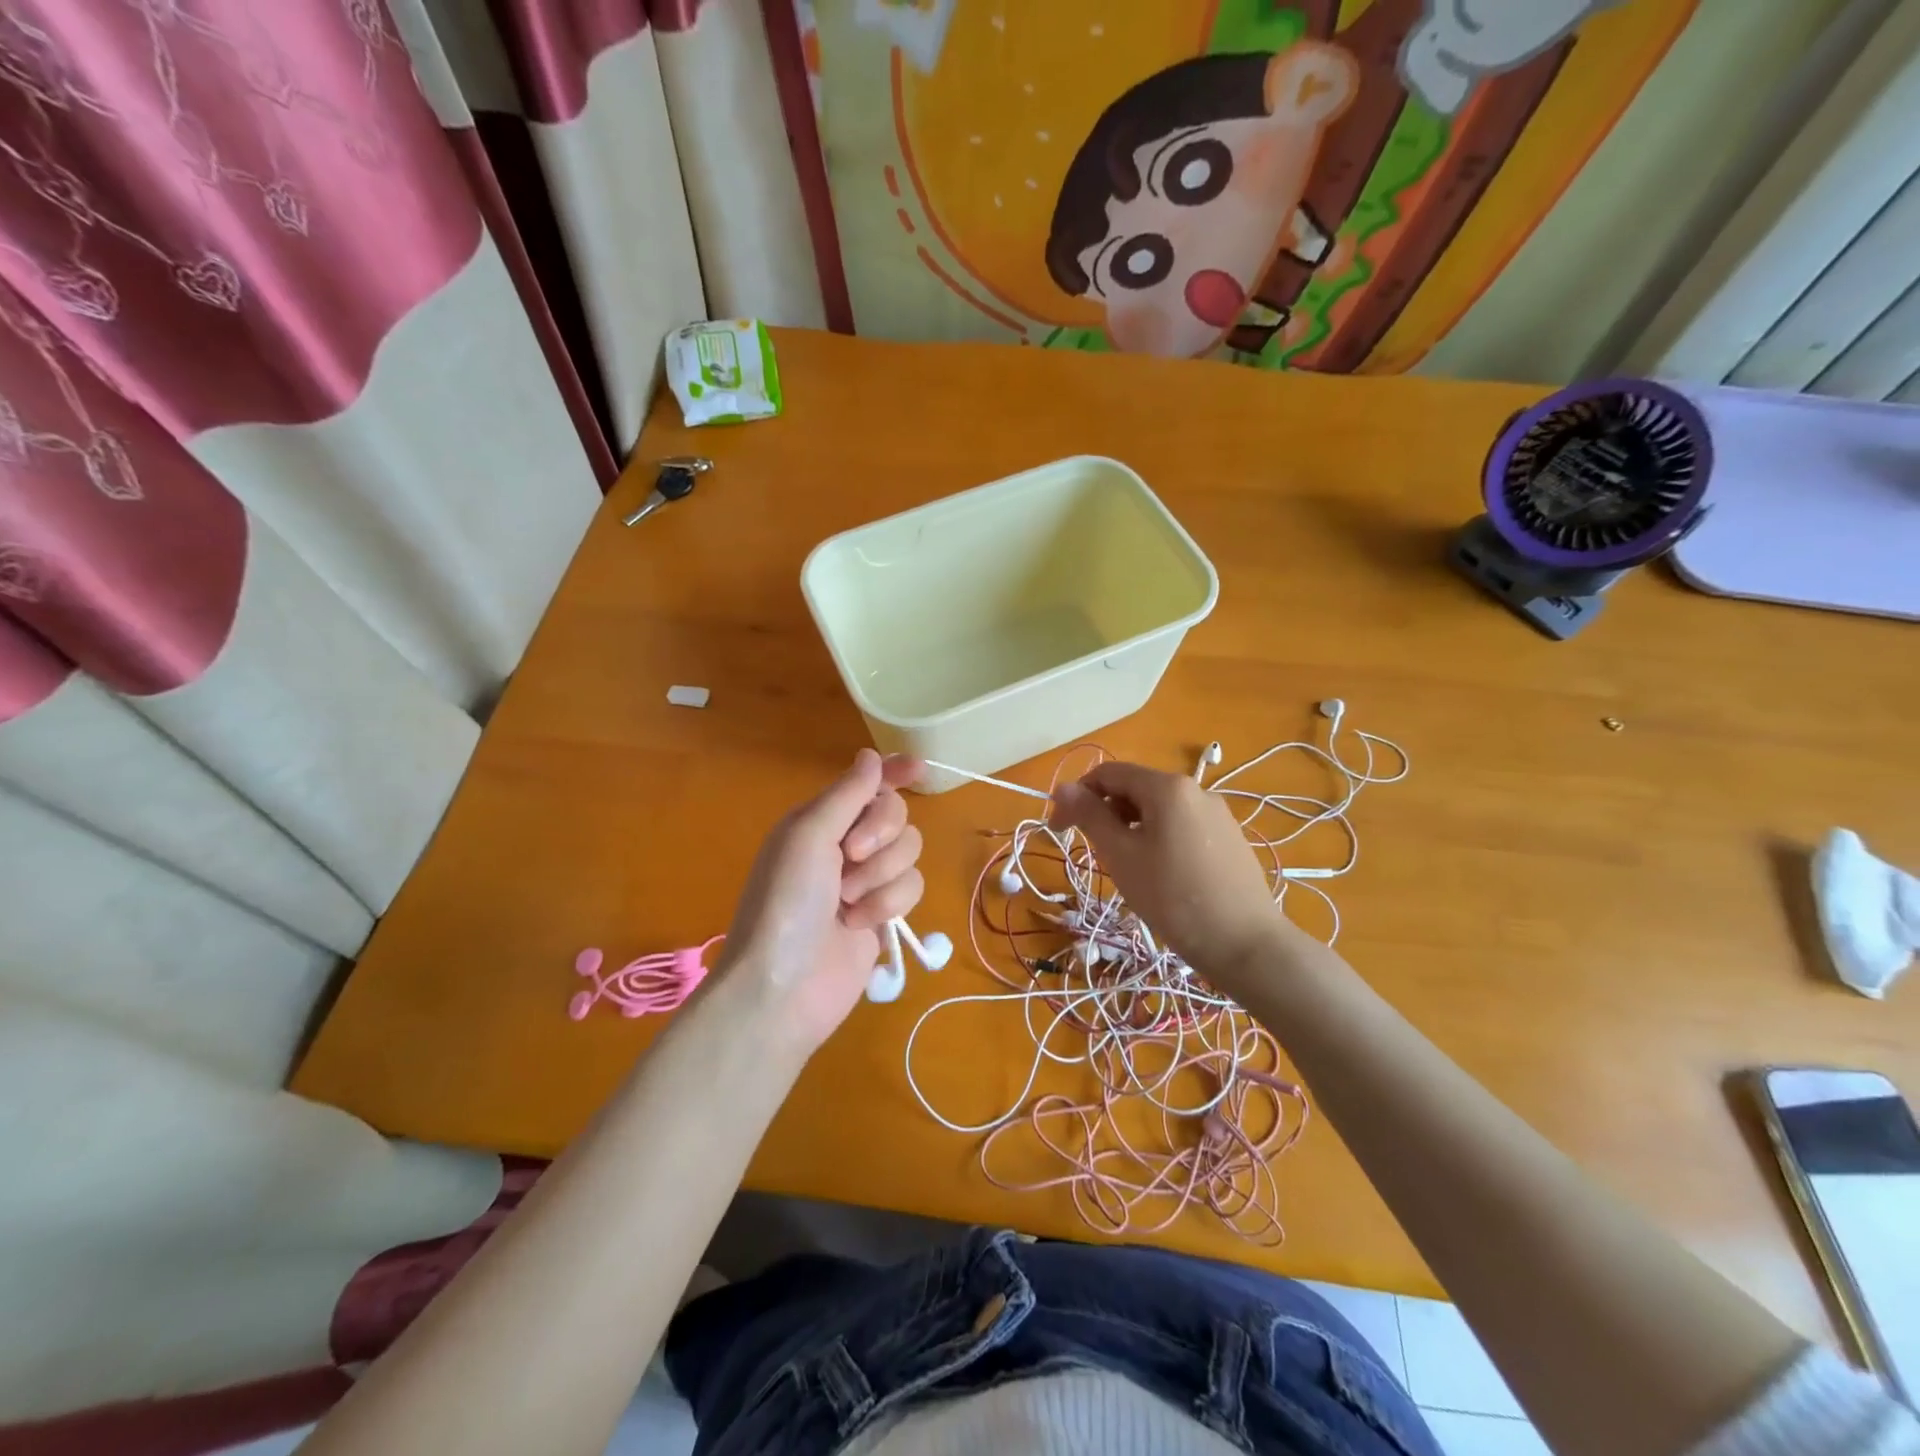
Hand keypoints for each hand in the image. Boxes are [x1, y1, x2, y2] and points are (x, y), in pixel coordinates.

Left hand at [720, 749, 924, 1052]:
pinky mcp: (883, 914)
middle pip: (896, 815)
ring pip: (909, 852)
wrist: (783, 987)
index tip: (918, 768)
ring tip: (848, 902)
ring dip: (881, 876)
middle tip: (851, 855)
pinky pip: (912, 888)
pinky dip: (887, 905)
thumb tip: (872, 755)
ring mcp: (865, 881)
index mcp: (820, 820)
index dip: (892, 773)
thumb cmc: (786, 902)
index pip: (865, 785)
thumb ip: (847, 794)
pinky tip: (859, 926)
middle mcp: (843, 845)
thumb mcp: (808, 836)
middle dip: (881, 834)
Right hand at [1050, 762, 1285, 985]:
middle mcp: (1196, 789)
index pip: (1108, 774)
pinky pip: (1182, 826)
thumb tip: (1063, 787)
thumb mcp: (1121, 856)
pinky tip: (1161, 875)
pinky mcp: (1230, 838)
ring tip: (1127, 867)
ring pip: (1159, 809)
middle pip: (1135, 788)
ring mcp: (1218, 814)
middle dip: (1106, 813)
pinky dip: (1158, 838)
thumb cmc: (1173, 897)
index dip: (1077, 796)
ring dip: (1131, 827)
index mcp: (1167, 787)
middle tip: (1094, 853)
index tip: (1059, 831)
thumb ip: (1090, 816)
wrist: (1246, 944)